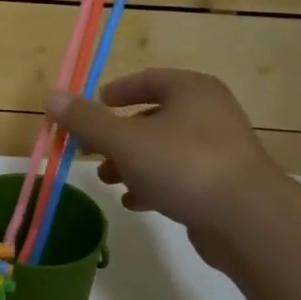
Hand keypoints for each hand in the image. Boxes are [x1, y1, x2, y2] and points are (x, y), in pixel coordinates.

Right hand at [47, 69, 286, 256]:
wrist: (248, 219)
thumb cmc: (183, 166)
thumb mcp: (125, 140)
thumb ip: (87, 120)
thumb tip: (52, 97)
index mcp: (191, 90)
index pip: (148, 79)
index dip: (116, 91)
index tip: (93, 106)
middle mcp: (209, 112)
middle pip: (152, 117)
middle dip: (117, 136)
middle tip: (90, 150)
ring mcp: (219, 149)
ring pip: (163, 149)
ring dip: (131, 163)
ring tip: (108, 181)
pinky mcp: (222, 182)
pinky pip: (179, 175)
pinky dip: (153, 184)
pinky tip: (135, 201)